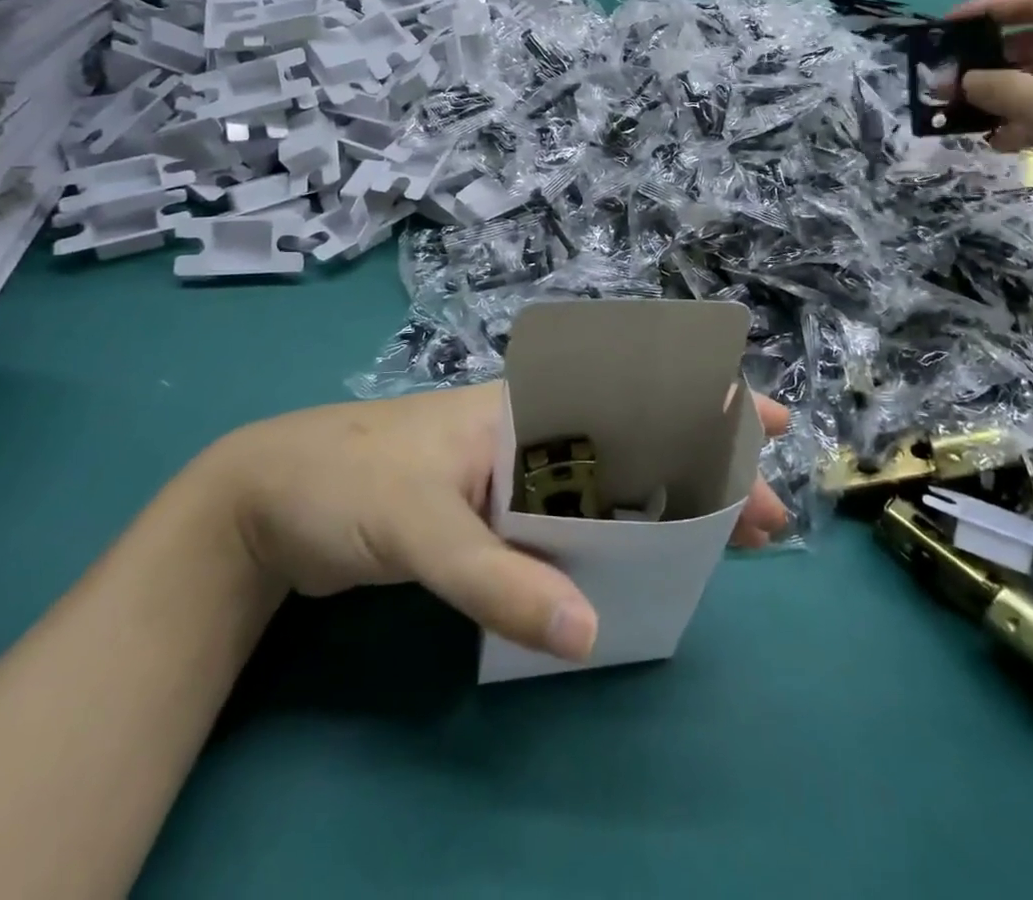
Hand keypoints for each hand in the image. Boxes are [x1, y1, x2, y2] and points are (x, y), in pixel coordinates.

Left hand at [211, 384, 790, 663]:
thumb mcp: (420, 529)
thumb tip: (589, 638)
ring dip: (669, 505)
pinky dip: (617, 538)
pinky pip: (575, 521)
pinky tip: (642, 564)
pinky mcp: (495, 515)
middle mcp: (532, 435)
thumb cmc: (346, 486)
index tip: (765, 422)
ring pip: (613, 482)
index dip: (704, 401)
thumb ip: (498, 581)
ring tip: (723, 542)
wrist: (266, 503)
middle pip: (638, 441)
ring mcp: (515, 476)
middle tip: (763, 515)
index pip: (631, 393)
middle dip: (706, 468)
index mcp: (526, 410)